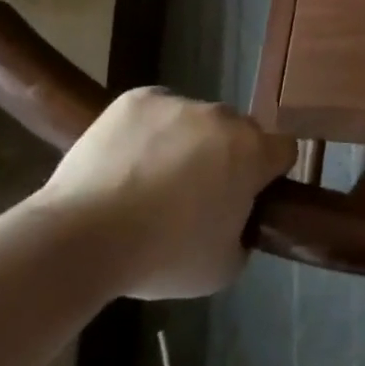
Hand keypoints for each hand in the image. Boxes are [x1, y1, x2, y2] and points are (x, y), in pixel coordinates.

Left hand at [30, 88, 295, 299]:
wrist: (81, 238)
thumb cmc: (161, 256)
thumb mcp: (223, 267)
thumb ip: (243, 234)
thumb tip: (236, 220)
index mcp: (252, 152)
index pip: (283, 150)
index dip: (269, 173)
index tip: (248, 195)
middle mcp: (223, 117)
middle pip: (238, 132)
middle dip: (225, 156)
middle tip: (195, 195)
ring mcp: (179, 103)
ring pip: (195, 121)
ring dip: (186, 143)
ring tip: (148, 182)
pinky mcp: (138, 99)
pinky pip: (156, 111)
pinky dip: (148, 131)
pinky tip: (126, 162)